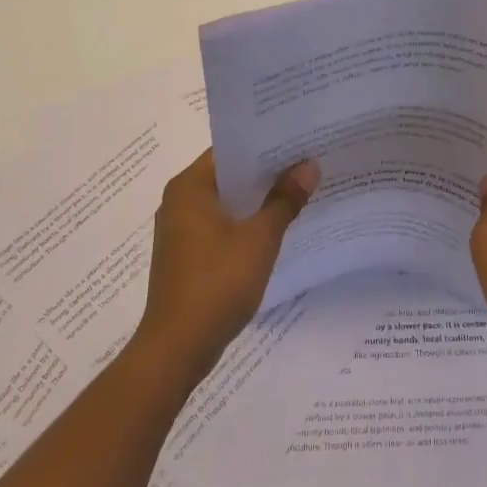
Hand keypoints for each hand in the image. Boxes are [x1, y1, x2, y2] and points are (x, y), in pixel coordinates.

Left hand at [134, 149, 318, 385]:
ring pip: (226, 202)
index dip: (265, 144)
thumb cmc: (216, 283)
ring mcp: (181, 230)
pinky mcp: (187, 255)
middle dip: (266, 172)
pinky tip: (277, 227)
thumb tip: (309, 166)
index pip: (230, 150)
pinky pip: (221, 226)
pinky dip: (246, 223)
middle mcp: (179, 201)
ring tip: (299, 190)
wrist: (177, 348)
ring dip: (258, 200)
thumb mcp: (259, 239)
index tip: (298, 139)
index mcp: (189, 187)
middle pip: (228, 175)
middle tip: (307, 161)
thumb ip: (284, 200)